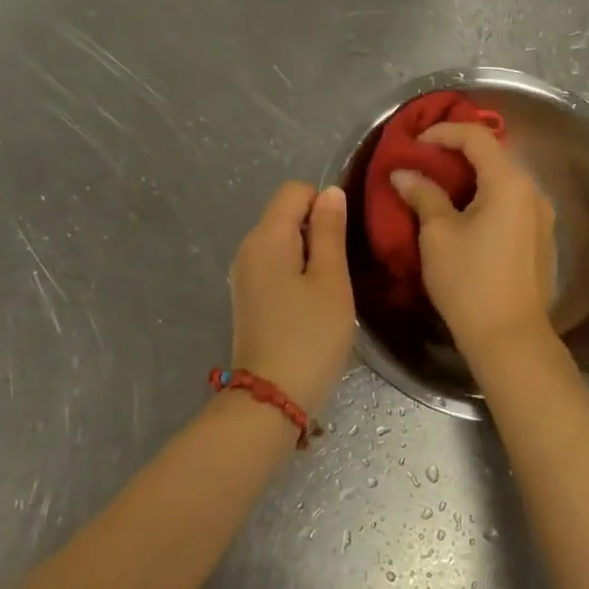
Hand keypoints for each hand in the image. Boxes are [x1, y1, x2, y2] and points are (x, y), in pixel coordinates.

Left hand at [229, 182, 355, 414]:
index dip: (324, 203)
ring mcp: (244, 274)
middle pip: (286, 213)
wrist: (271, 398)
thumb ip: (330, 231)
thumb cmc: (310, 336)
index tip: (344, 239)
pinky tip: (312, 303)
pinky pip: (276, 264)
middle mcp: (248, 248)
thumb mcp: (331, 280)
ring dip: (310, 253)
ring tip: (330, 288)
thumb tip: (330, 193)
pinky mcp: (248, 296)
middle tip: (342, 268)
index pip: (295, 190)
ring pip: (283, 240)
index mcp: (266, 236)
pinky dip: (297, 271)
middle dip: (318, 229)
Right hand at [390, 123, 555, 357]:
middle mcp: (532, 192)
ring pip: (502, 181)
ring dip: (469, 176)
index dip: (443, 132)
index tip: (414, 143)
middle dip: (455, 152)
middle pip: (493, 155)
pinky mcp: (539, 238)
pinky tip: (461, 213)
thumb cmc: (469, 280)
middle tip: (422, 160)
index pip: (476, 137)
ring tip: (436, 186)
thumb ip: (423, 195)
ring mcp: (540, 216)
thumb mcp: (438, 234)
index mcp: (509, 182)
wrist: (510, 337)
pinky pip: (509, 203)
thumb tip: (404, 173)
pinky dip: (484, 197)